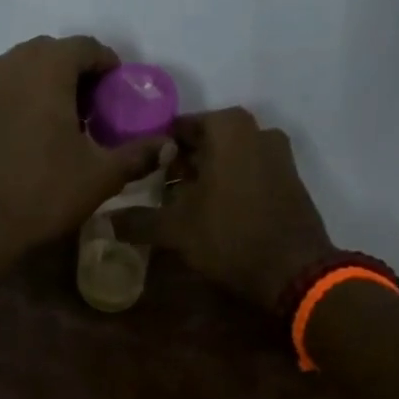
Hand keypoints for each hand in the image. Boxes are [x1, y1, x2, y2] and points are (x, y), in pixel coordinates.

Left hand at [0, 35, 162, 258]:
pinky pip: (10, 90)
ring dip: (54, 87)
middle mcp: (13, 64)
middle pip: (56, 54)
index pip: (87, 47)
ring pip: (29, 70)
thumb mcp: (99, 175)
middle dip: (81, 76)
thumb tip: (169, 145)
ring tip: (73, 125)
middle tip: (100, 110)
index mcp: (47, 66)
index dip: (110, 68)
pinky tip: (43, 137)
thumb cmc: (42, 193)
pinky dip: (30, 100)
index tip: (123, 96)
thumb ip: (137, 154)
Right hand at [157, 107, 333, 313]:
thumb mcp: (175, 230)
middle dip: (179, 164)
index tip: (138, 175)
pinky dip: (228, 185)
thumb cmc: (230, 237)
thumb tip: (105, 220)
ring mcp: (277, 153)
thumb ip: (137, 220)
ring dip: (204, 176)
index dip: (154, 152)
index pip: (176, 128)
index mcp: (227, 128)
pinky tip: (212, 213)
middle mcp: (256, 129)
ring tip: (180, 205)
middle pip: (204, 142)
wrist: (293, 270)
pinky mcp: (288, 178)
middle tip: (155, 192)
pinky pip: (247, 171)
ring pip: (227, 157)